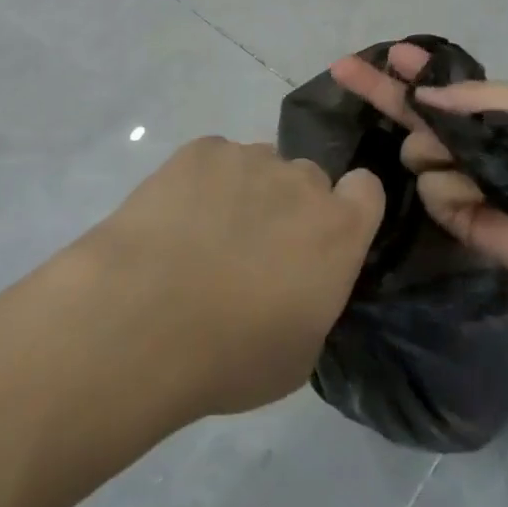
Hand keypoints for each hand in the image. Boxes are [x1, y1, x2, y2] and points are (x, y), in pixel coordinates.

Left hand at [85, 137, 383, 418]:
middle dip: (290, 206)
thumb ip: (317, 298)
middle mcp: (301, 181)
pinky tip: (174, 220)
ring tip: (203, 237)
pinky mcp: (201, 150)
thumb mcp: (299, 353)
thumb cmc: (229, 356)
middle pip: (308, 179)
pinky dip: (203, 183)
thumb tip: (305, 281)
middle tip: (253, 250)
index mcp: (338, 229)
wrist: (140, 322)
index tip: (324, 237)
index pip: (367, 189)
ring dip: (246, 193)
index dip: (349, 208)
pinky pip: (215, 159)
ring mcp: (249, 158)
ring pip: (259, 167)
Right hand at [329, 43, 507, 295]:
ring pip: (417, 152)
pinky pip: (433, 190)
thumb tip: (424, 96)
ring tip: (479, 166)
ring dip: (440, 151)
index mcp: (480, 113)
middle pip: (408, 115)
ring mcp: (454, 178)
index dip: (412, 70)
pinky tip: (483, 197)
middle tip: (344, 69)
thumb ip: (475, 97)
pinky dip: (456, 189)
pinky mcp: (453, 215)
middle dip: (378, 89)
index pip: (435, 89)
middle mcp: (460, 142)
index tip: (391, 53)